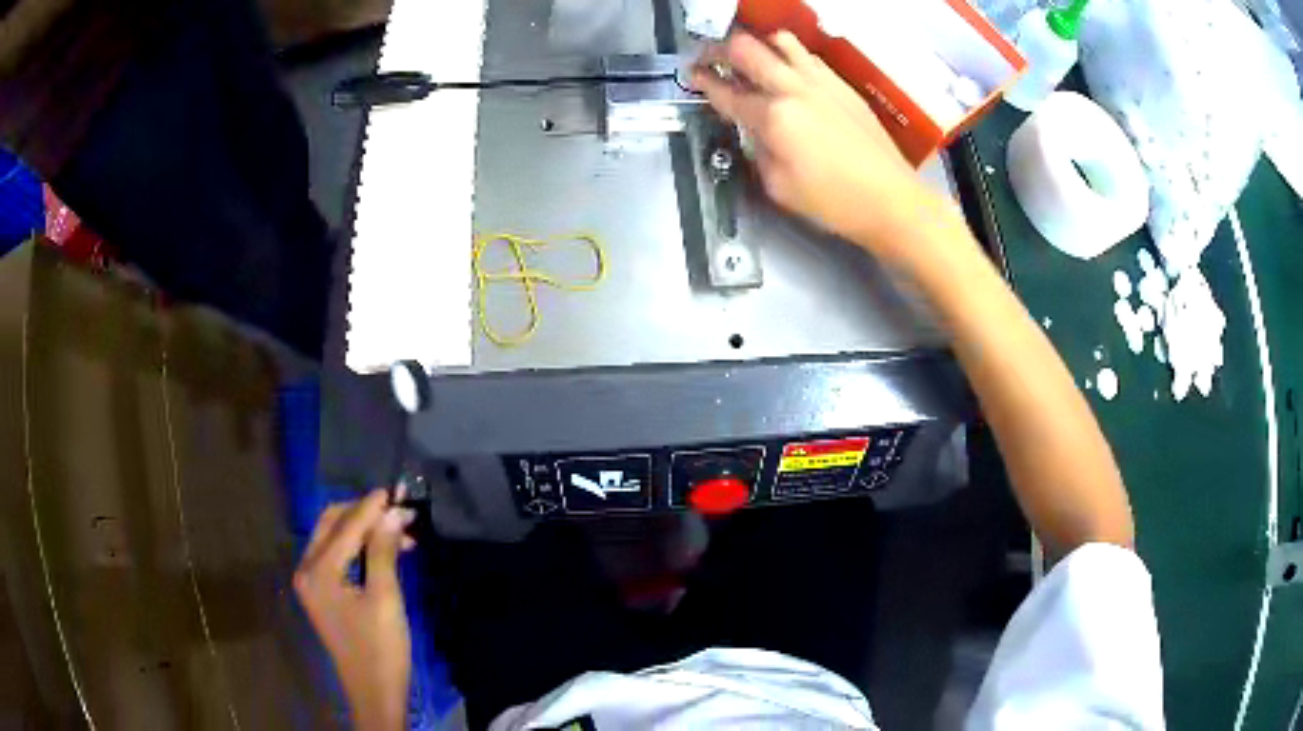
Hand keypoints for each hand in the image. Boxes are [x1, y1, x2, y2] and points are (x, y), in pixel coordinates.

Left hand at [294, 488, 417, 730]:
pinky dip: (359, 549)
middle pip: (332, 526)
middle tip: (397, 511)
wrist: (374, 691)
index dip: (371, 508)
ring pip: (334, 540)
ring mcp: (311, 583)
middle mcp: (307, 570)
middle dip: (363, 514)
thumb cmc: (381, 648)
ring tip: (399, 533)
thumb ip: (384, 551)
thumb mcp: (386, 598)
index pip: (345, 527)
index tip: (395, 492)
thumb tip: (393, 513)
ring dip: (363, 531)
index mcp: (317, 571)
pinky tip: (384, 552)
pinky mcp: (322, 594)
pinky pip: (337, 558)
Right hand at [693, 32, 949, 262]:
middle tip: (711, 58)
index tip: (693, 77)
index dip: (703, 82)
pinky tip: (789, 71)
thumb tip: (753, 131)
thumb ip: (758, 151)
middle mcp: (794, 89)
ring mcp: (821, 82)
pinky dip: (790, 56)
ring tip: (752, 57)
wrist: (892, 199)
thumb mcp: (779, 187)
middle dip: (719, 50)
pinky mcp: (842, 86)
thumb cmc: (836, 202)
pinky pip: (808, 56)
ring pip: (780, 40)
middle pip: (746, 49)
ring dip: (758, 44)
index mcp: (773, 118)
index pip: (726, 92)